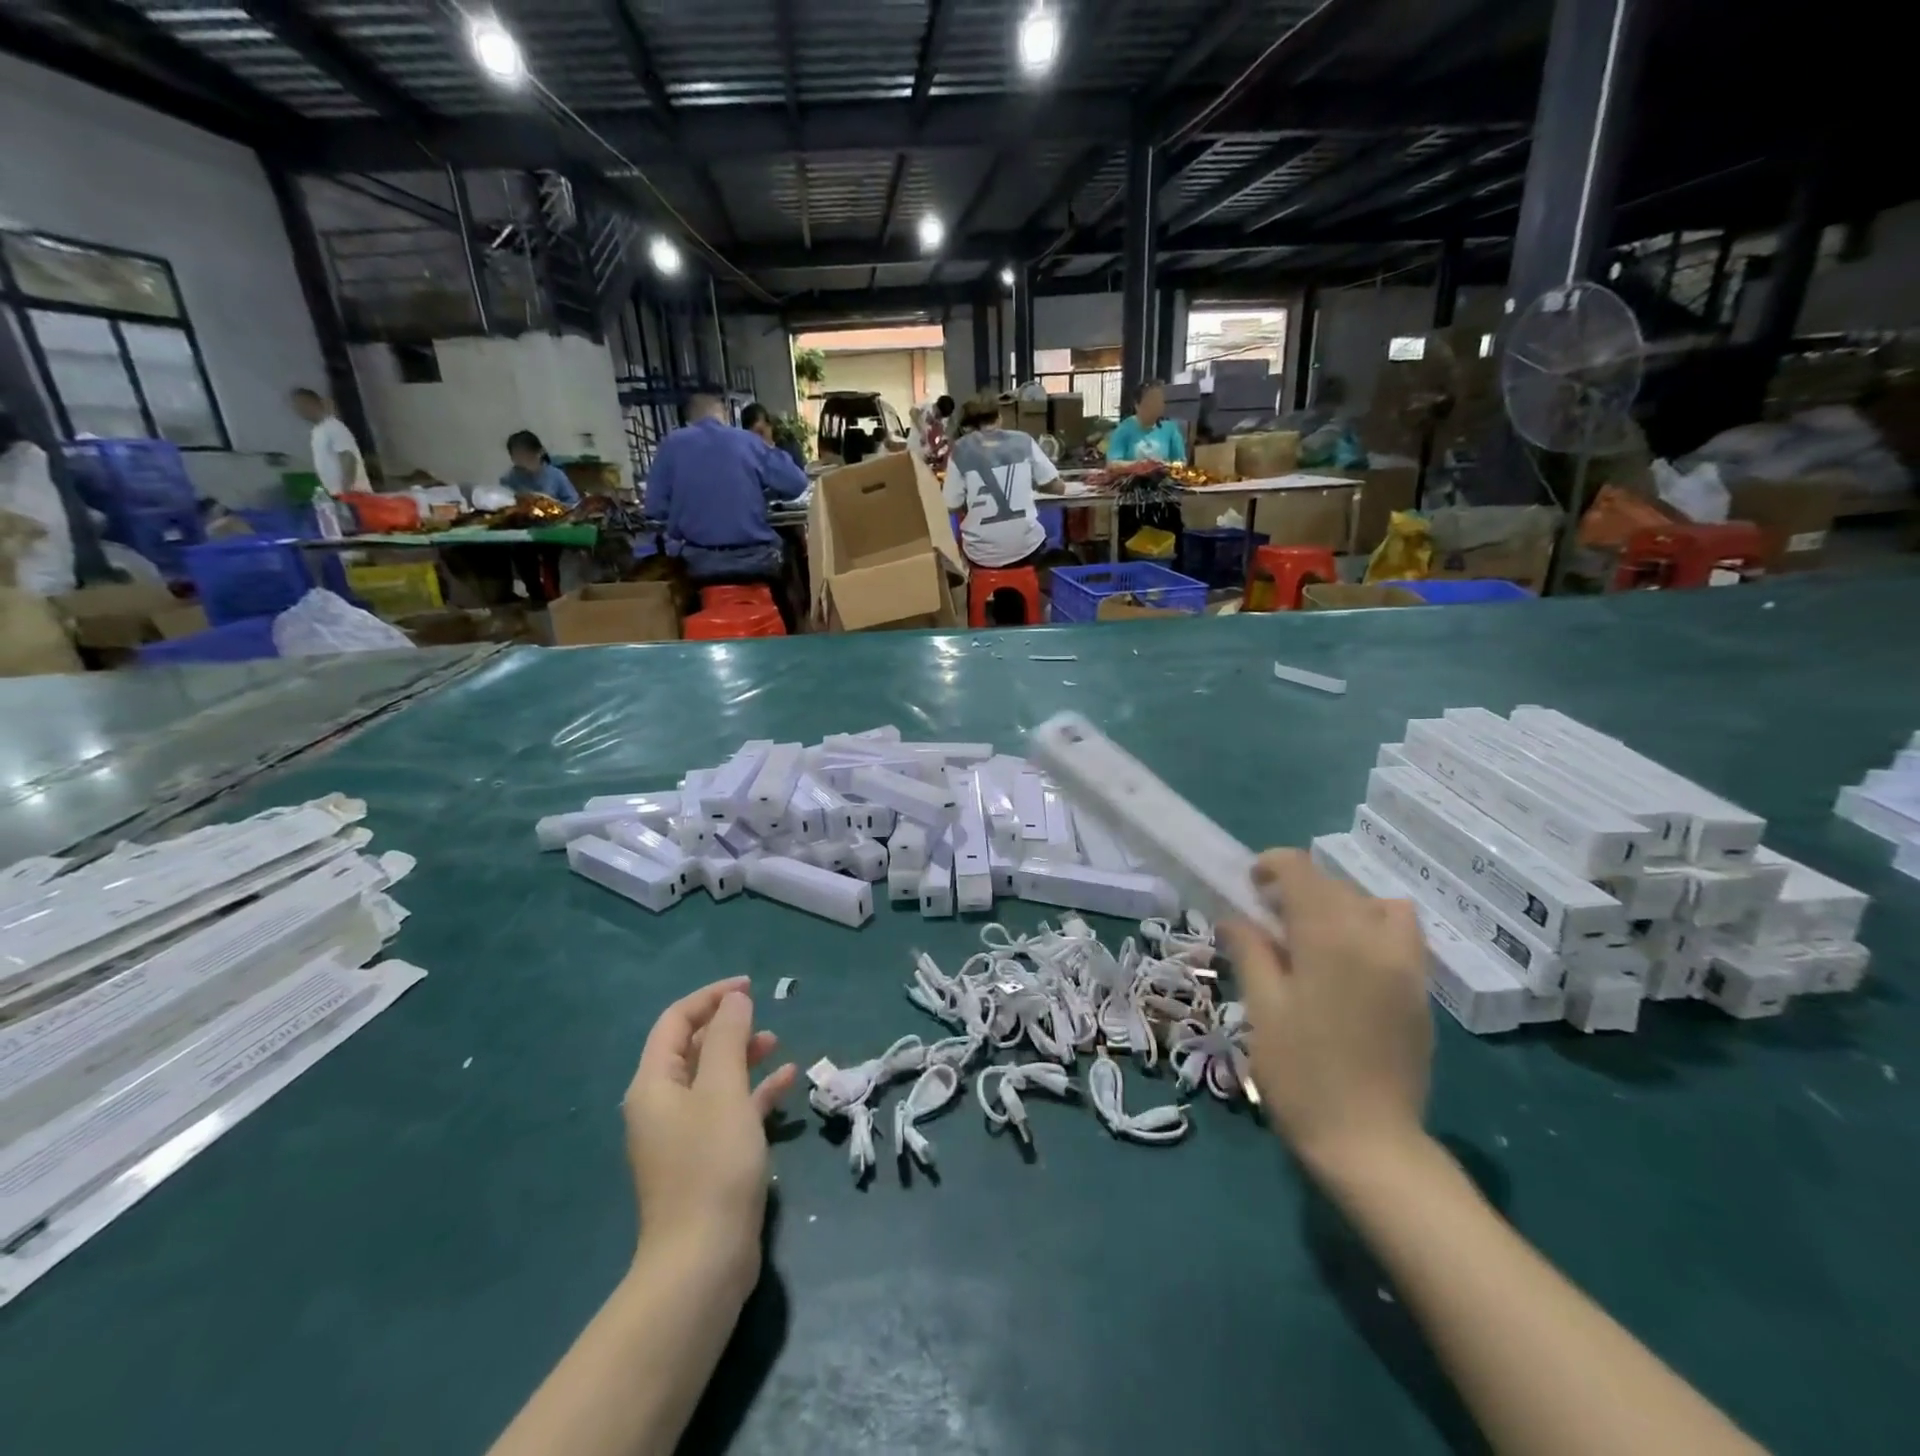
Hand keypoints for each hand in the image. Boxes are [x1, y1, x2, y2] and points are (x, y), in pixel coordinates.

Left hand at [623, 978, 796, 1297]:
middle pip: (693, 1048)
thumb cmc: (711, 1165)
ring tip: (777, 1042)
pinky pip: (729, 1110)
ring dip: (743, 1056)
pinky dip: (754, 1092)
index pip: (676, 1022)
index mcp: (654, 1085)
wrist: (703, 1262)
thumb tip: (734, 999)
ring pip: (714, 1078)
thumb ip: (729, 1039)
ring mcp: (683, 1135)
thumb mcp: (723, 1091)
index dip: (711, 997)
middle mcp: (662, 1105)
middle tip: (763, 1015)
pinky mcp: (706, 1159)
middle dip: (728, 1026)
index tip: (750, 986)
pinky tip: (786, 1082)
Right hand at [1223, 850, 1432, 1179]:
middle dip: (1300, 888)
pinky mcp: (1421, 993)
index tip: (1250, 886)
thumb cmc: (1301, 1074)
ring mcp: (1407, 966)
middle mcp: (1375, 938)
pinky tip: (1347, 967)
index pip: (1302, 871)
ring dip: (1342, 906)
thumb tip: (1235, 918)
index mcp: (1330, 938)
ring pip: (1376, 905)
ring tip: (1315, 937)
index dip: (1271, 865)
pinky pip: (1399, 936)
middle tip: (1268, 920)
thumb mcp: (1262, 1009)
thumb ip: (1251, 951)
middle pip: (1336, 885)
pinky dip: (1370, 930)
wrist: (1370, 1144)